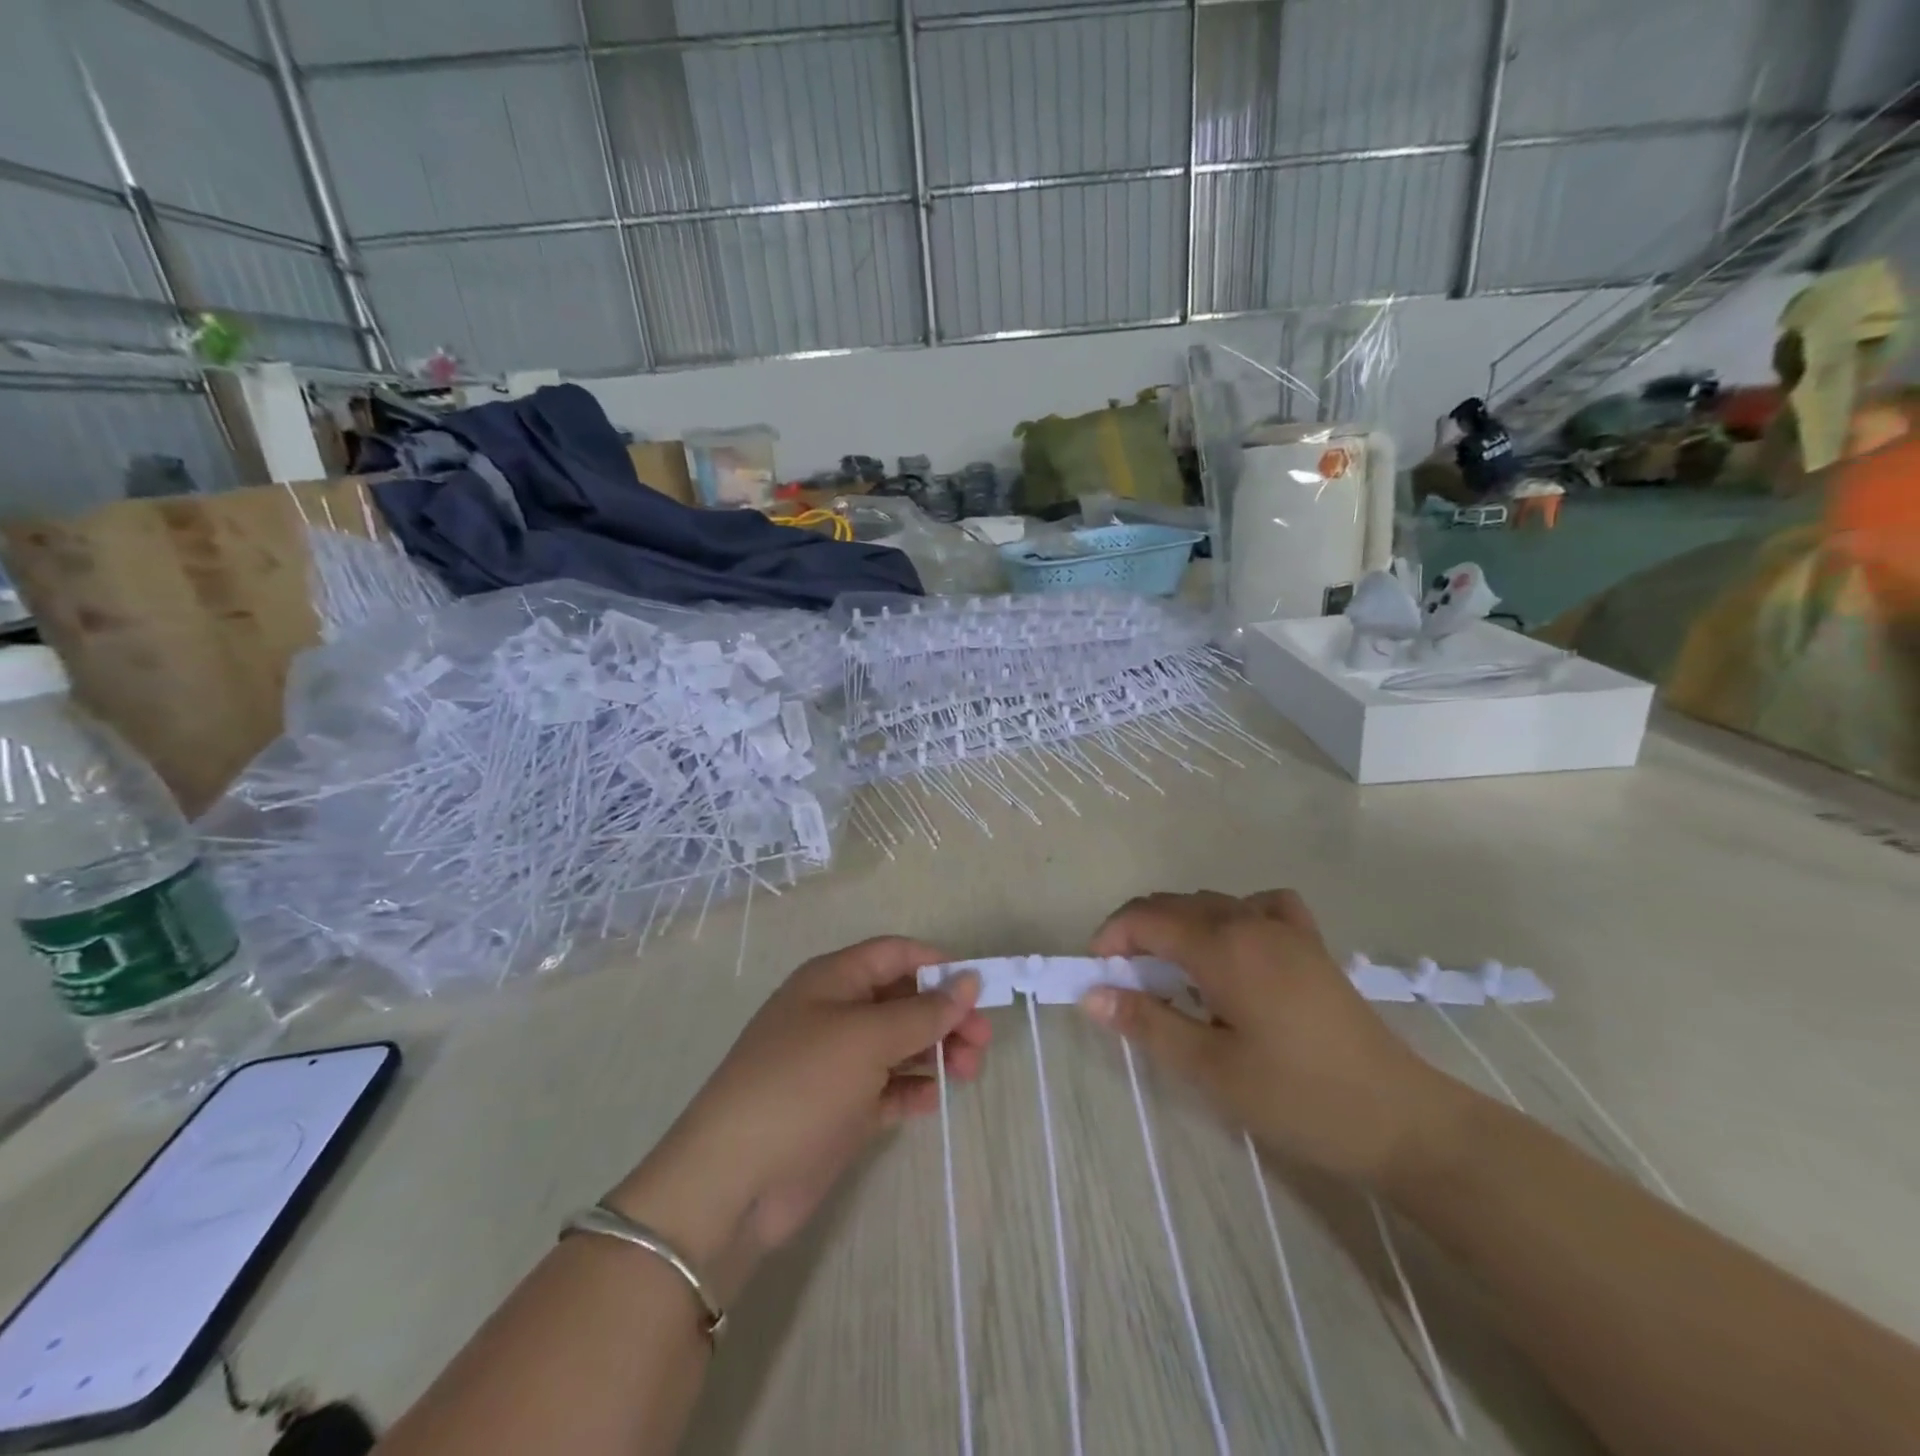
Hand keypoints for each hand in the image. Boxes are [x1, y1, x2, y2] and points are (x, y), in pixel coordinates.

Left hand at [608, 938, 990, 1301]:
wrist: (734, 1180)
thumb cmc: (801, 1085)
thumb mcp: (866, 1038)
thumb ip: (923, 1011)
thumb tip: (968, 981)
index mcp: (833, 980)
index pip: (895, 954)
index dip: (938, 966)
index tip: (980, 990)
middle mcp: (835, 1013)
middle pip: (903, 999)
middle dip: (944, 1016)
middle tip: (981, 1044)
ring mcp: (837, 1063)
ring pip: (900, 1043)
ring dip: (936, 1052)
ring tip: (967, 1074)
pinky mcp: (842, 1108)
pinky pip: (888, 1086)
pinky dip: (912, 1089)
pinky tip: (930, 1101)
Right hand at [1082, 890, 1447, 1183]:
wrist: (1399, 1118)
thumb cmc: (1297, 1097)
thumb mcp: (1211, 1070)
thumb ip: (1148, 1024)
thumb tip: (1092, 995)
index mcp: (1222, 947)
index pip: (1146, 918)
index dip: (1111, 938)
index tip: (1096, 975)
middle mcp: (1249, 922)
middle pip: (1174, 904)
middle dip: (1138, 931)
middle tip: (1126, 982)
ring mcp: (1285, 928)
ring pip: (1212, 903)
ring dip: (1178, 925)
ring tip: (1171, 973)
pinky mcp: (1311, 943)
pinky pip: (1259, 905)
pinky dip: (1232, 914)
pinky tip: (1235, 946)